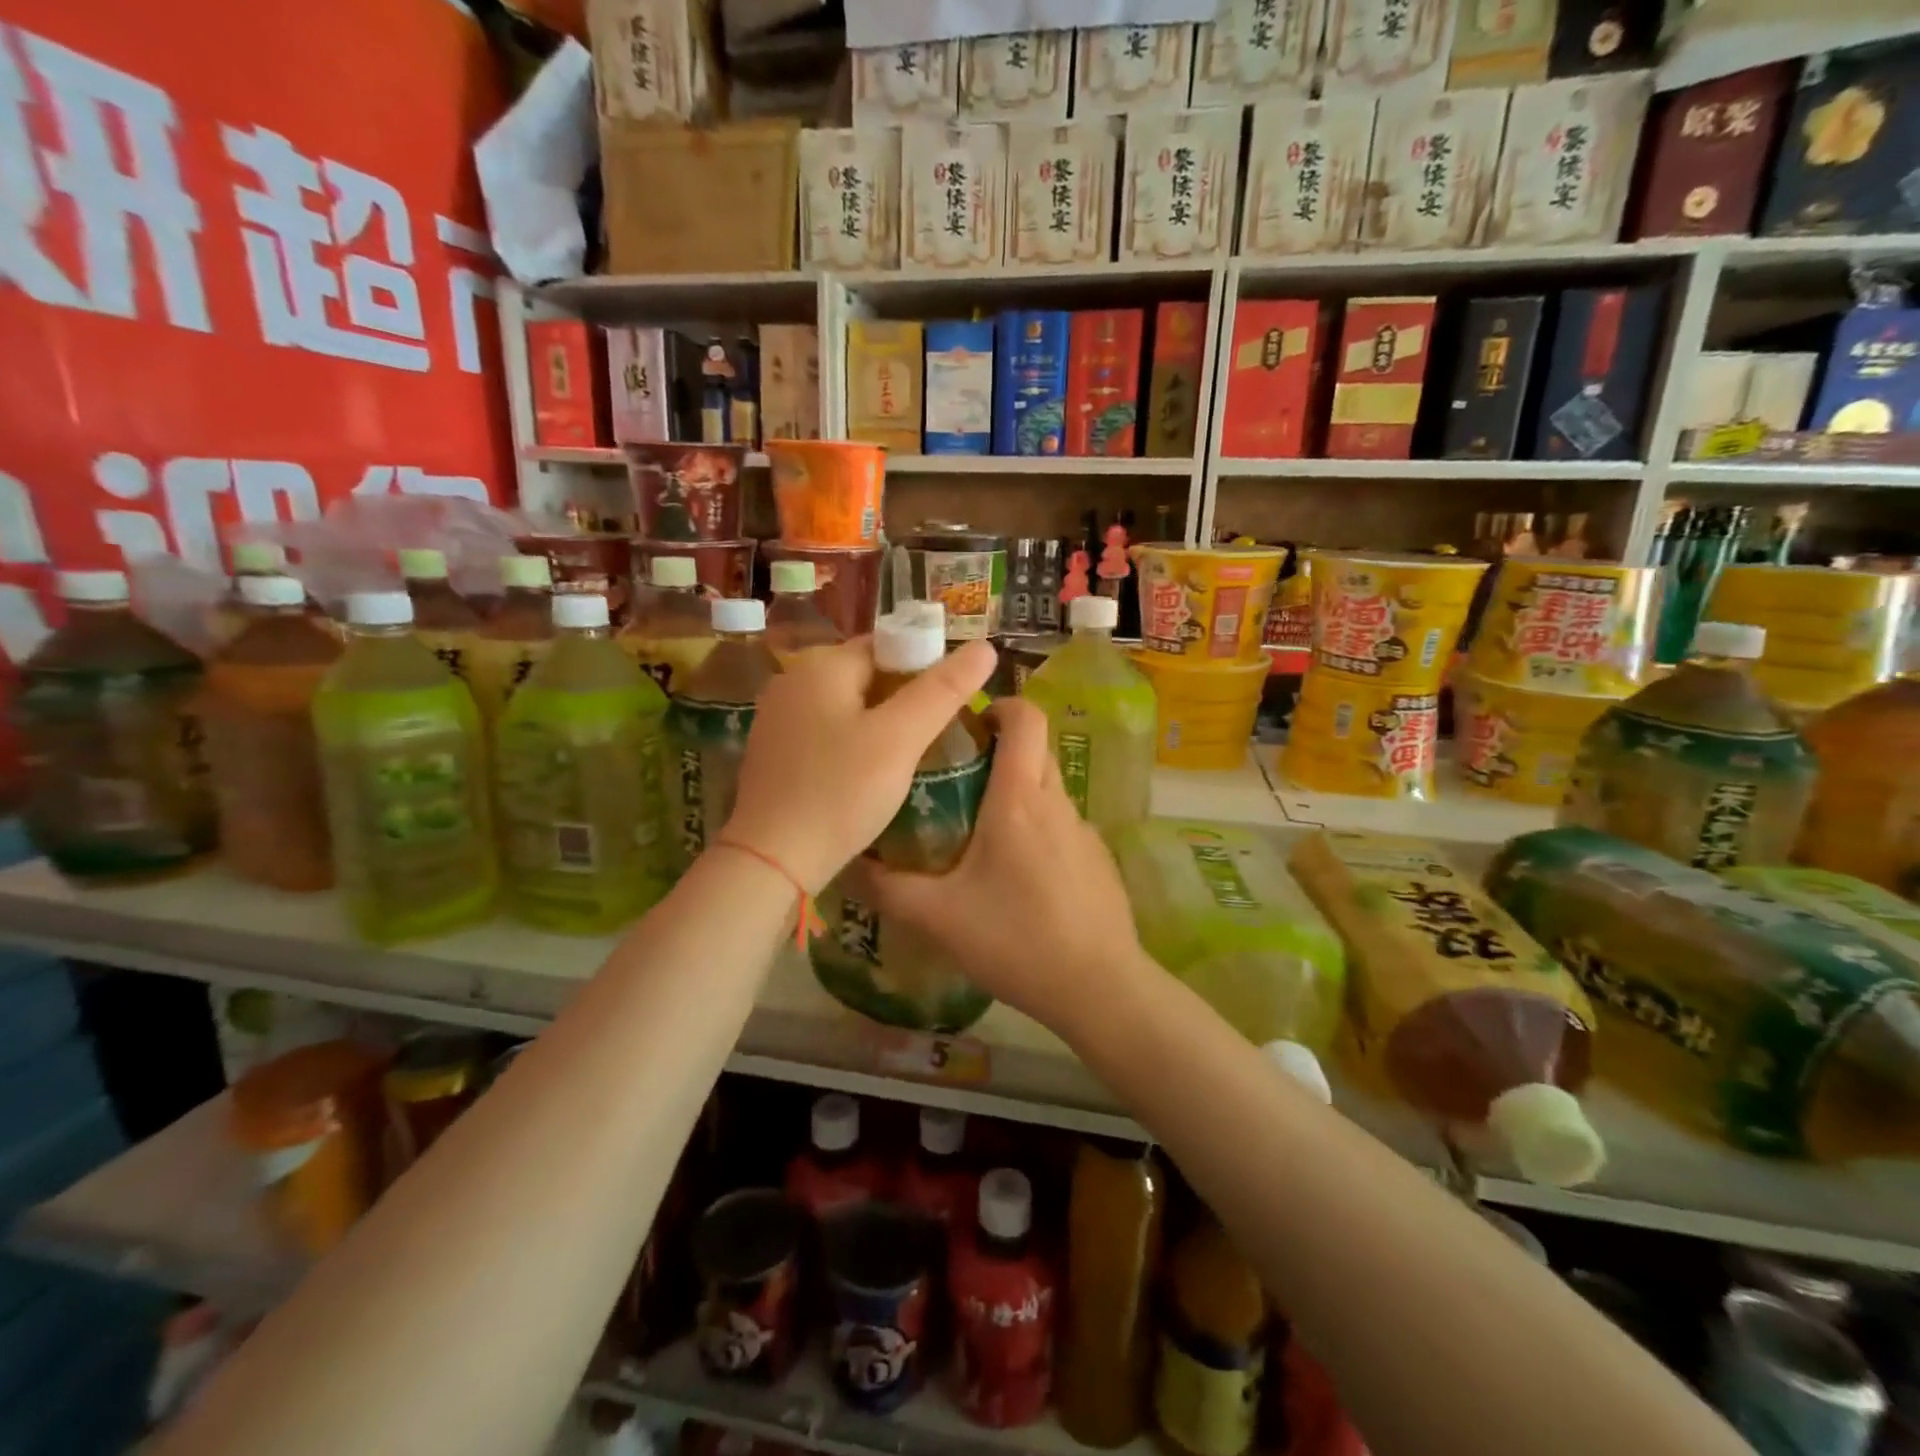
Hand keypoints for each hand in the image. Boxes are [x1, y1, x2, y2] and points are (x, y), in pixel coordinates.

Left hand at [720, 636, 996, 894]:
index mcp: (821, 665)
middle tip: (937, 732)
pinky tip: (869, 773)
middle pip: (865, 674)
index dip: (924, 665)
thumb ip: (942, 690)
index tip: (951, 700)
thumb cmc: (840, 792)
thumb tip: (985, 647)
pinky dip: (853, 742)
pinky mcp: (773, 752)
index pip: (886, 644)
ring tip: (911, 755)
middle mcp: (792, 681)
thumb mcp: (900, 739)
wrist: (772, 860)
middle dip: (903, 696)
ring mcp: (777, 718)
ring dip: (879, 722)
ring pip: (846, 706)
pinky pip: (826, 732)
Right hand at [848, 698, 1143, 1040]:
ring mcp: (1084, 832)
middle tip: (957, 777)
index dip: (1000, 705)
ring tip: (978, 832)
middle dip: (1000, 749)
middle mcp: (1057, 803)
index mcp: (1020, 799)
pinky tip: (1018, 879)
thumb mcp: (939, 917)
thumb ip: (889, 888)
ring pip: (1048, 789)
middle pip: (1035, 749)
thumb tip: (850, 864)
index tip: (968, 724)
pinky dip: (1037, 830)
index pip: (1027, 718)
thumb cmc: (1016, 940)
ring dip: (1017, 793)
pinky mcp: (1098, 860)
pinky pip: (1062, 826)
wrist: (1099, 988)